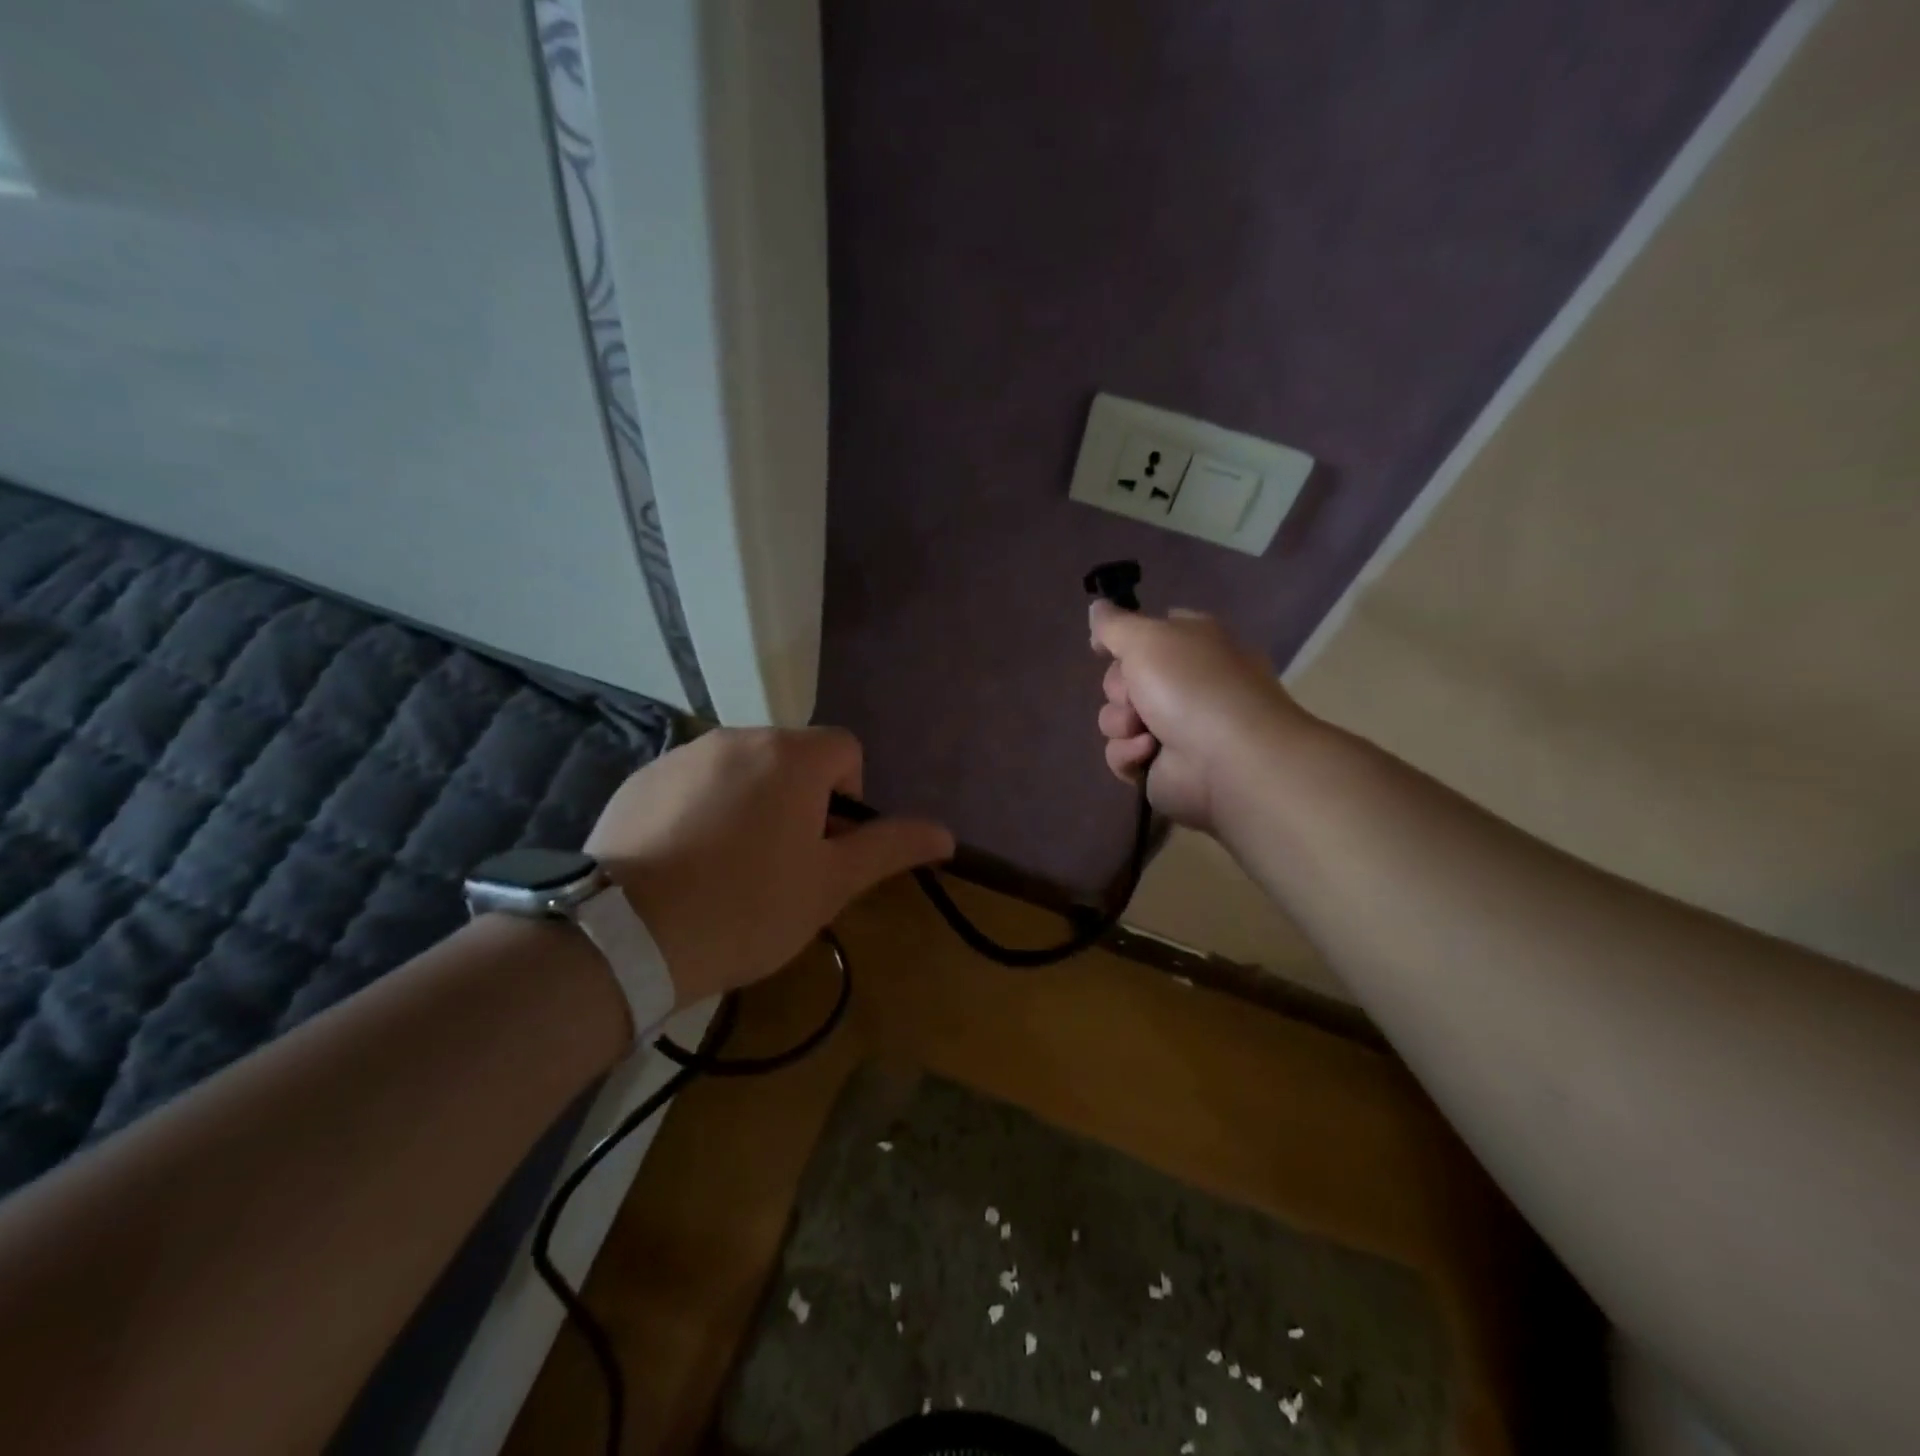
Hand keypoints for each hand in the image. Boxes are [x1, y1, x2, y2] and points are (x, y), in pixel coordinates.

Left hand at [586, 727, 952, 1007]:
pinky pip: (693, 782)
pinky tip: (684, 863)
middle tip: (781, 866)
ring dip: (751, 803)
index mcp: (790, 756)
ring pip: (741, 769)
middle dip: (799, 801)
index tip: (825, 847)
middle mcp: (737, 737)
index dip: (848, 797)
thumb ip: (890, 848)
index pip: (845, 750)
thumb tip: (947, 833)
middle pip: (791, 758)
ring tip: (729, 868)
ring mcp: (683, 755)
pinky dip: (702, 809)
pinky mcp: (640, 779)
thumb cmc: (748, 907)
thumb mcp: (830, 884)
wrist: (626, 936)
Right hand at [1089, 601, 1308, 833]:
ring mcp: (1173, 728)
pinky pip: (1122, 754)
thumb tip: (1096, 607)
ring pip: (1116, 719)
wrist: (1229, 759)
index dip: (1123, 640)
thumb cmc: (1191, 686)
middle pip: (1122, 678)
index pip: (1150, 633)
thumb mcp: (1148, 638)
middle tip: (1136, 694)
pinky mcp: (1161, 766)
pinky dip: (1130, 754)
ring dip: (1122, 723)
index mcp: (1192, 644)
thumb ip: (1114, 624)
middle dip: (1120, 688)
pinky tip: (1149, 753)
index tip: (1101, 647)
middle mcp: (1184, 683)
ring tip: (1147, 731)